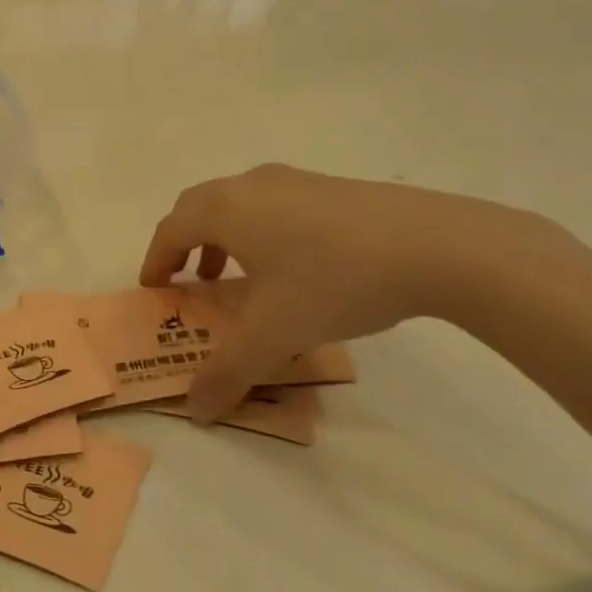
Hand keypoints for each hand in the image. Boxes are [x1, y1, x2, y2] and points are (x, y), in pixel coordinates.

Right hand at [140, 164, 537, 419]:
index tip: (155, 289)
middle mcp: (251, 185)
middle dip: (184, 244)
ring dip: (222, 237)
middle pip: (198, 207)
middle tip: (189, 281)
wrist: (436, 245)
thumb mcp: (274, 334)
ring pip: (238, 203)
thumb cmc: (334, 281)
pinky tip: (292, 266)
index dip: (155, 260)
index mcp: (226, 210)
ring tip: (235, 276)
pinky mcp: (330, 187)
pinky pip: (273, 205)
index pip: (170, 230)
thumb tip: (196, 411)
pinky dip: (259, 231)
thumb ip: (228, 373)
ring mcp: (294, 180)